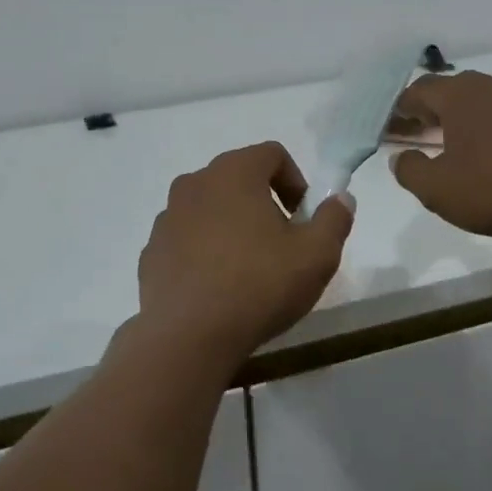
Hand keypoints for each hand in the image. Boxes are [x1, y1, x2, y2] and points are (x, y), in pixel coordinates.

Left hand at [137, 143, 354, 361]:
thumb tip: (340, 199)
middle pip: (238, 178)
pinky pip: (186, 238)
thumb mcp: (317, 255)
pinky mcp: (151, 250)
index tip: (303, 218)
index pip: (271, 154)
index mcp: (234, 173)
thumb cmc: (259, 285)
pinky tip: (216, 287)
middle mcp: (194, 183)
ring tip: (247, 268)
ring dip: (231, 226)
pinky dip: (203, 250)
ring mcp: (167, 217)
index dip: (295, 181)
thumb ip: (334, 219)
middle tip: (281, 244)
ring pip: (209, 208)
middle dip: (263, 203)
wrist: (188, 336)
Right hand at [389, 72, 491, 240]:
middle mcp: (489, 88)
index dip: (398, 109)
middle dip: (424, 110)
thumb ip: (410, 170)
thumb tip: (400, 157)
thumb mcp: (437, 189)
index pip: (418, 90)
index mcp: (459, 96)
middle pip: (447, 90)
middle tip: (410, 134)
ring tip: (441, 144)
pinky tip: (478, 152)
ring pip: (475, 100)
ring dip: (453, 118)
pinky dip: (478, 126)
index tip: (387, 129)